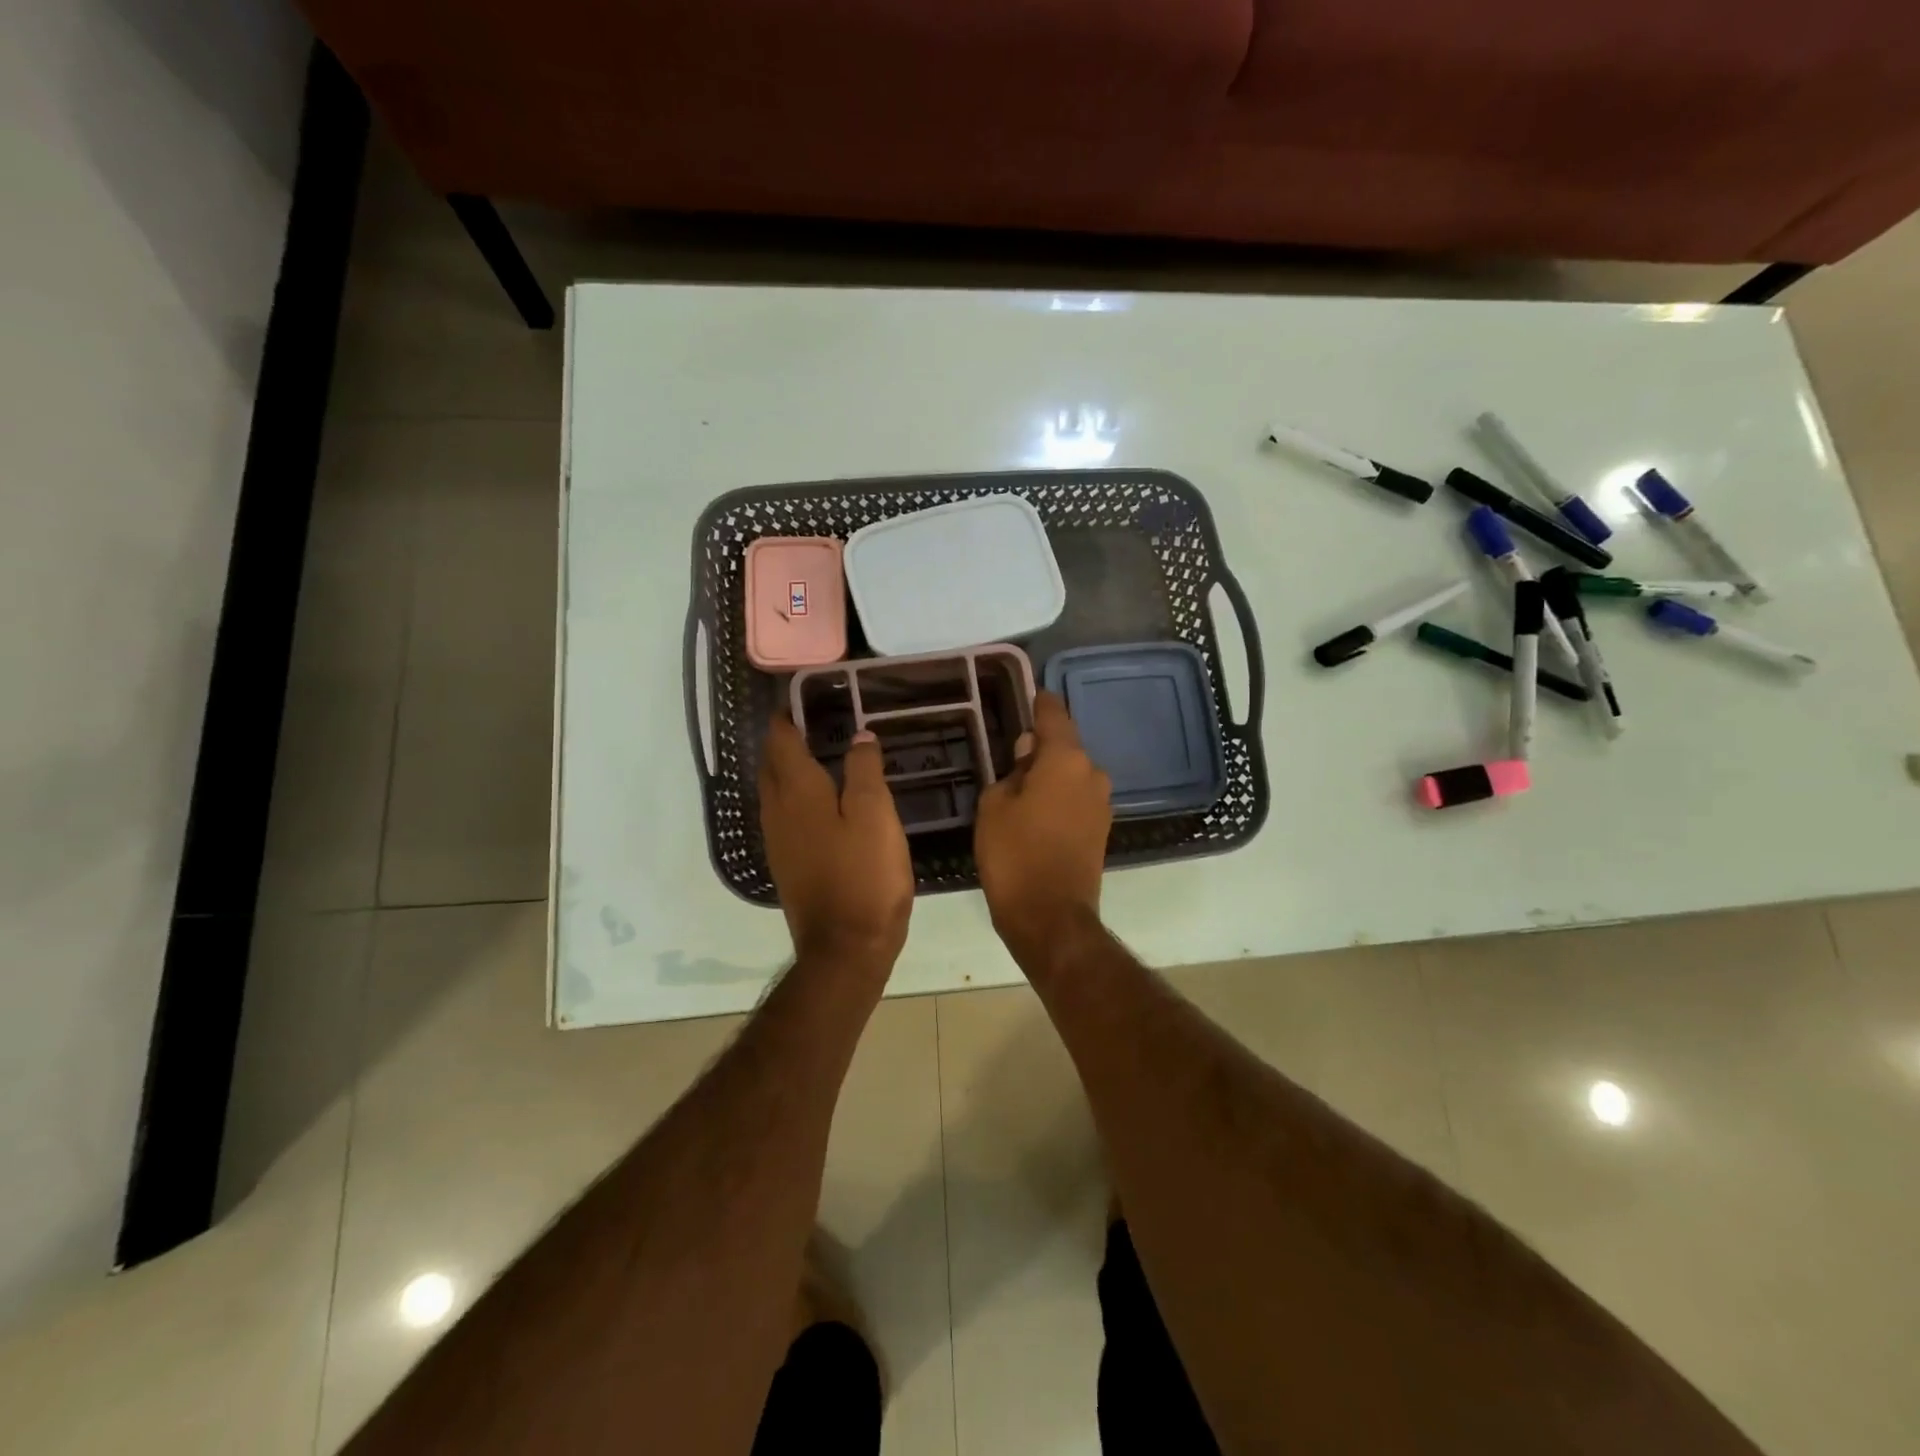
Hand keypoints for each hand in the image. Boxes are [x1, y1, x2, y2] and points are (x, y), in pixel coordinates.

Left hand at [759, 714, 913, 972]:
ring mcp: (778, 841)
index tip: (802, 697)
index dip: (788, 716)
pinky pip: (782, 815)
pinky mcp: (786, 864)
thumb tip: (859, 736)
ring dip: (787, 768)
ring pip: (773, 791)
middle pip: (771, 764)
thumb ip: (864, 770)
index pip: (782, 740)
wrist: (845, 947)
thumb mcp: (875, 814)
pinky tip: (818, 802)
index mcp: (798, 792)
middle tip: (811, 722)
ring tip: (815, 754)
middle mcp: (777, 811)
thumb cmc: (865, 875)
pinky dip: (793, 796)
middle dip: (783, 739)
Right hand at [974, 691, 1112, 962]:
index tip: (1027, 695)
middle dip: (1040, 748)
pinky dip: (1058, 798)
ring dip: (1049, 776)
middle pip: (1064, 747)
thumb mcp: (995, 806)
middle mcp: (1092, 774)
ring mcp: (1102, 804)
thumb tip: (1026, 754)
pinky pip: (1076, 799)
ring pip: (1071, 775)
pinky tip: (1035, 814)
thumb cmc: (1014, 854)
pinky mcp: (1101, 830)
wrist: (1050, 917)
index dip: (1039, 703)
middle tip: (1008, 758)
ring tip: (1018, 791)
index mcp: (1067, 760)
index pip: (1054, 714)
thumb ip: (1011, 772)